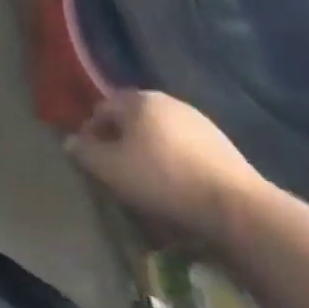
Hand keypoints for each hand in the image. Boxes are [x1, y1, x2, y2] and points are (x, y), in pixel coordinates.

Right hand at [66, 90, 270, 253]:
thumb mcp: (111, 170)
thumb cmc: (163, 181)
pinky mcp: (220, 142)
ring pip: (158, 132)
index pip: (101, 110)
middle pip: (130, 118)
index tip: (92, 162)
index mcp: (137, 99)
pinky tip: (177, 184)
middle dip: (120, 140)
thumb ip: (85, 153)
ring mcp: (196, 119)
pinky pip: (183, 146)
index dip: (90, 134)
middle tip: (117, 171)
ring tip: (147, 181)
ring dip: (148, 150)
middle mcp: (165, 100)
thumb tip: (70, 142)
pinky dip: (173, 159)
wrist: (238, 207)